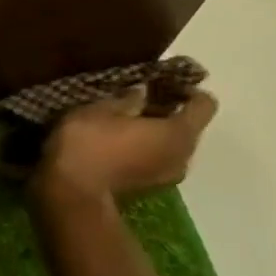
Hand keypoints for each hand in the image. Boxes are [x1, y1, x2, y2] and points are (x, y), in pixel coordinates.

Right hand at [35, 85, 217, 204]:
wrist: (70, 193)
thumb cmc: (89, 143)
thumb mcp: (101, 109)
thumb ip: (127, 98)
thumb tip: (141, 94)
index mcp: (179, 133)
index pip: (205, 104)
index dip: (187, 89)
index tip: (160, 82)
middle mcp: (184, 156)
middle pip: (189, 126)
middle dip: (168, 110)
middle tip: (137, 99)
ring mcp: (168, 176)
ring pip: (173, 145)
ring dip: (155, 131)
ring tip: (124, 121)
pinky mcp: (149, 188)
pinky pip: (157, 160)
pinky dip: (145, 148)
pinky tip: (117, 142)